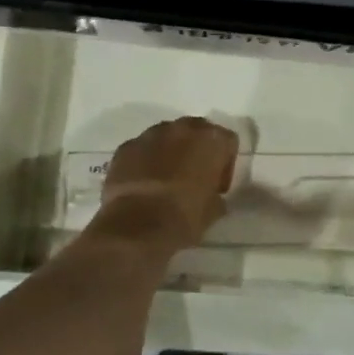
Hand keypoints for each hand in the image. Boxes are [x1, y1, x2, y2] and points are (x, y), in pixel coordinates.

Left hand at [95, 117, 239, 250]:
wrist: (137, 226)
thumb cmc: (185, 216)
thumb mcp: (214, 210)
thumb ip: (216, 195)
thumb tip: (212, 196)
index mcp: (212, 140)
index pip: (228, 142)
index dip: (225, 165)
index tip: (218, 187)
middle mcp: (182, 128)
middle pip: (197, 131)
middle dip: (197, 151)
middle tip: (194, 178)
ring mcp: (150, 135)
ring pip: (167, 137)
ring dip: (170, 153)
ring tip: (166, 181)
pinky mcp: (126, 147)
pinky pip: (142, 149)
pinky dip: (145, 161)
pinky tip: (144, 184)